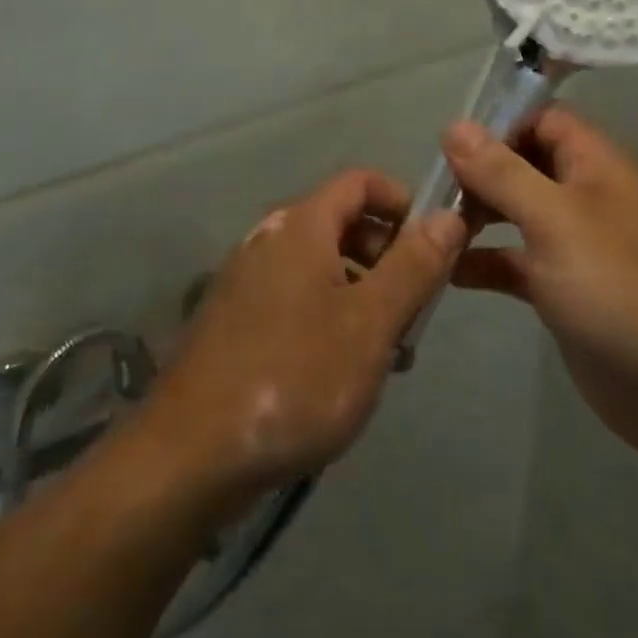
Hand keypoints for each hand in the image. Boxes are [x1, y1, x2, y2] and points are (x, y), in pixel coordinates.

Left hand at [136, 169, 467, 508]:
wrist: (189, 455)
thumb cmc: (295, 378)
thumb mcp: (370, 324)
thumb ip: (414, 266)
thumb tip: (448, 215)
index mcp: (300, 226)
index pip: (359, 182)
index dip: (402, 202)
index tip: (433, 244)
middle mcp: (268, 239)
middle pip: (340, 223)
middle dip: (386, 256)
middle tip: (414, 309)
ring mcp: (244, 280)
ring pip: (319, 267)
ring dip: (361, 293)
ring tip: (387, 352)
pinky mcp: (232, 320)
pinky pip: (294, 298)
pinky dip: (327, 316)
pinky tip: (340, 373)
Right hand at [437, 107, 637, 462]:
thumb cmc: (617, 289)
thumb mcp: (554, 220)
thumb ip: (502, 172)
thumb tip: (455, 125)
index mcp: (596, 165)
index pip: (543, 119)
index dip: (499, 124)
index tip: (450, 147)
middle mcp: (587, 196)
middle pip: (524, 164)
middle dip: (480, 173)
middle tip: (434, 193)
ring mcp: (577, 245)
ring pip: (518, 213)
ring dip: (478, 216)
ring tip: (433, 230)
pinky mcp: (566, 290)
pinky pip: (518, 261)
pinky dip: (487, 262)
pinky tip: (451, 274)